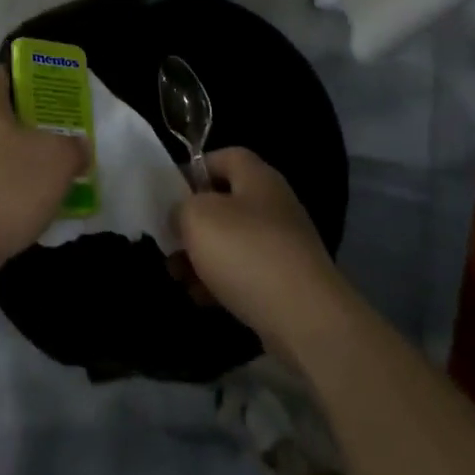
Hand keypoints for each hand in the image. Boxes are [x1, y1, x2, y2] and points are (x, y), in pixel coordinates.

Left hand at [0, 65, 88, 300]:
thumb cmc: (5, 188)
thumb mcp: (58, 161)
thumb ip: (74, 145)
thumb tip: (77, 146)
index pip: (5, 71)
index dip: (33, 80)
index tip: (56, 98)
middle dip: (27, 122)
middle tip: (56, 136)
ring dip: (13, 155)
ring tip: (46, 172)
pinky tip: (23, 200)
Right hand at [175, 147, 344, 359]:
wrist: (304, 317)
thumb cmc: (245, 252)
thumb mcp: (197, 217)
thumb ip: (181, 207)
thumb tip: (182, 214)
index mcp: (258, 178)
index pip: (225, 157)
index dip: (195, 170)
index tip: (170, 194)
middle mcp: (274, 205)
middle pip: (225, 203)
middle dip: (193, 223)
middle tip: (170, 241)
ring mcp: (283, 245)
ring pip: (232, 242)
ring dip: (202, 256)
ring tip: (178, 276)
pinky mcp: (286, 281)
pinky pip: (245, 273)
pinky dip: (221, 282)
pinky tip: (201, 298)